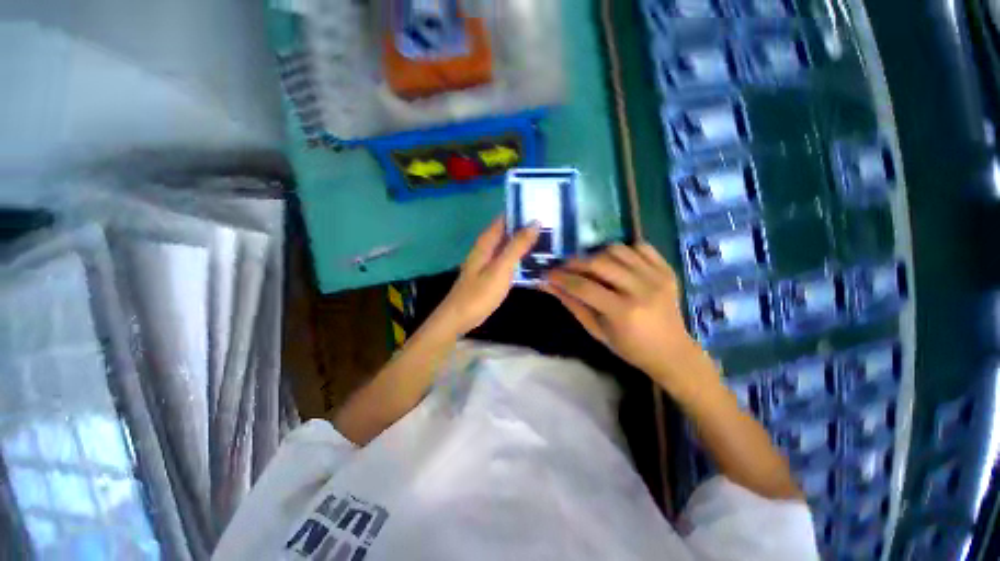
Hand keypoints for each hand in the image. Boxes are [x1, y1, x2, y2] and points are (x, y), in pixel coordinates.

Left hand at [435, 217, 539, 336]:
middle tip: (552, 227)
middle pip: (507, 231)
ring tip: (548, 241)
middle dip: (526, 228)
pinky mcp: (490, 274)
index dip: (521, 213)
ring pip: (508, 246)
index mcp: (487, 242)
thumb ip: (517, 246)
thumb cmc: (480, 293)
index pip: (505, 218)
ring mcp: (488, 261)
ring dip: (524, 243)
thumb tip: (535, 222)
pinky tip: (533, 261)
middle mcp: (486, 248)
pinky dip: (519, 257)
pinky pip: (507, 259)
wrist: (459, 317)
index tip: (542, 210)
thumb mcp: (501, 268)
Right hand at [545, 243, 711, 386]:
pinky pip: (640, 246)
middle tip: (565, 267)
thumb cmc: (630, 348)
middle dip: (575, 262)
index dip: (561, 278)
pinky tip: (616, 262)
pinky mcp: (667, 270)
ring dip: (597, 254)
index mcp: (622, 312)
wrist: (672, 351)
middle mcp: (641, 289)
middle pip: (599, 263)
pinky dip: (623, 250)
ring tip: (589, 265)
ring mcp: (657, 277)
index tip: (547, 273)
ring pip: (617, 249)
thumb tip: (549, 285)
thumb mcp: (596, 331)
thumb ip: (572, 305)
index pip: (584, 287)